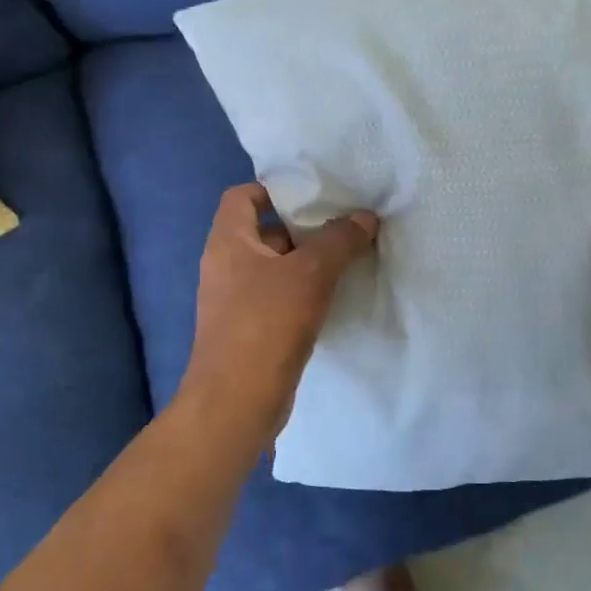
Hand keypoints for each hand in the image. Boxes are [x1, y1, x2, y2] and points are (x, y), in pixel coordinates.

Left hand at [178, 184, 378, 442]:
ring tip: (347, 259)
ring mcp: (234, 302)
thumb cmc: (267, 324)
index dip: (273, 189)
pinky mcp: (248, 331)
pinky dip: (302, 293)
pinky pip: (277, 298)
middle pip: (263, 232)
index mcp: (228, 242)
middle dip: (302, 228)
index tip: (313, 195)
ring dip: (306, 263)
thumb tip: (365, 217)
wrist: (237, 402)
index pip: (241, 197)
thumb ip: (339, 240)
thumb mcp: (310, 274)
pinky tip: (333, 299)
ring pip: (274, 268)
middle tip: (343, 225)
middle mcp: (225, 266)